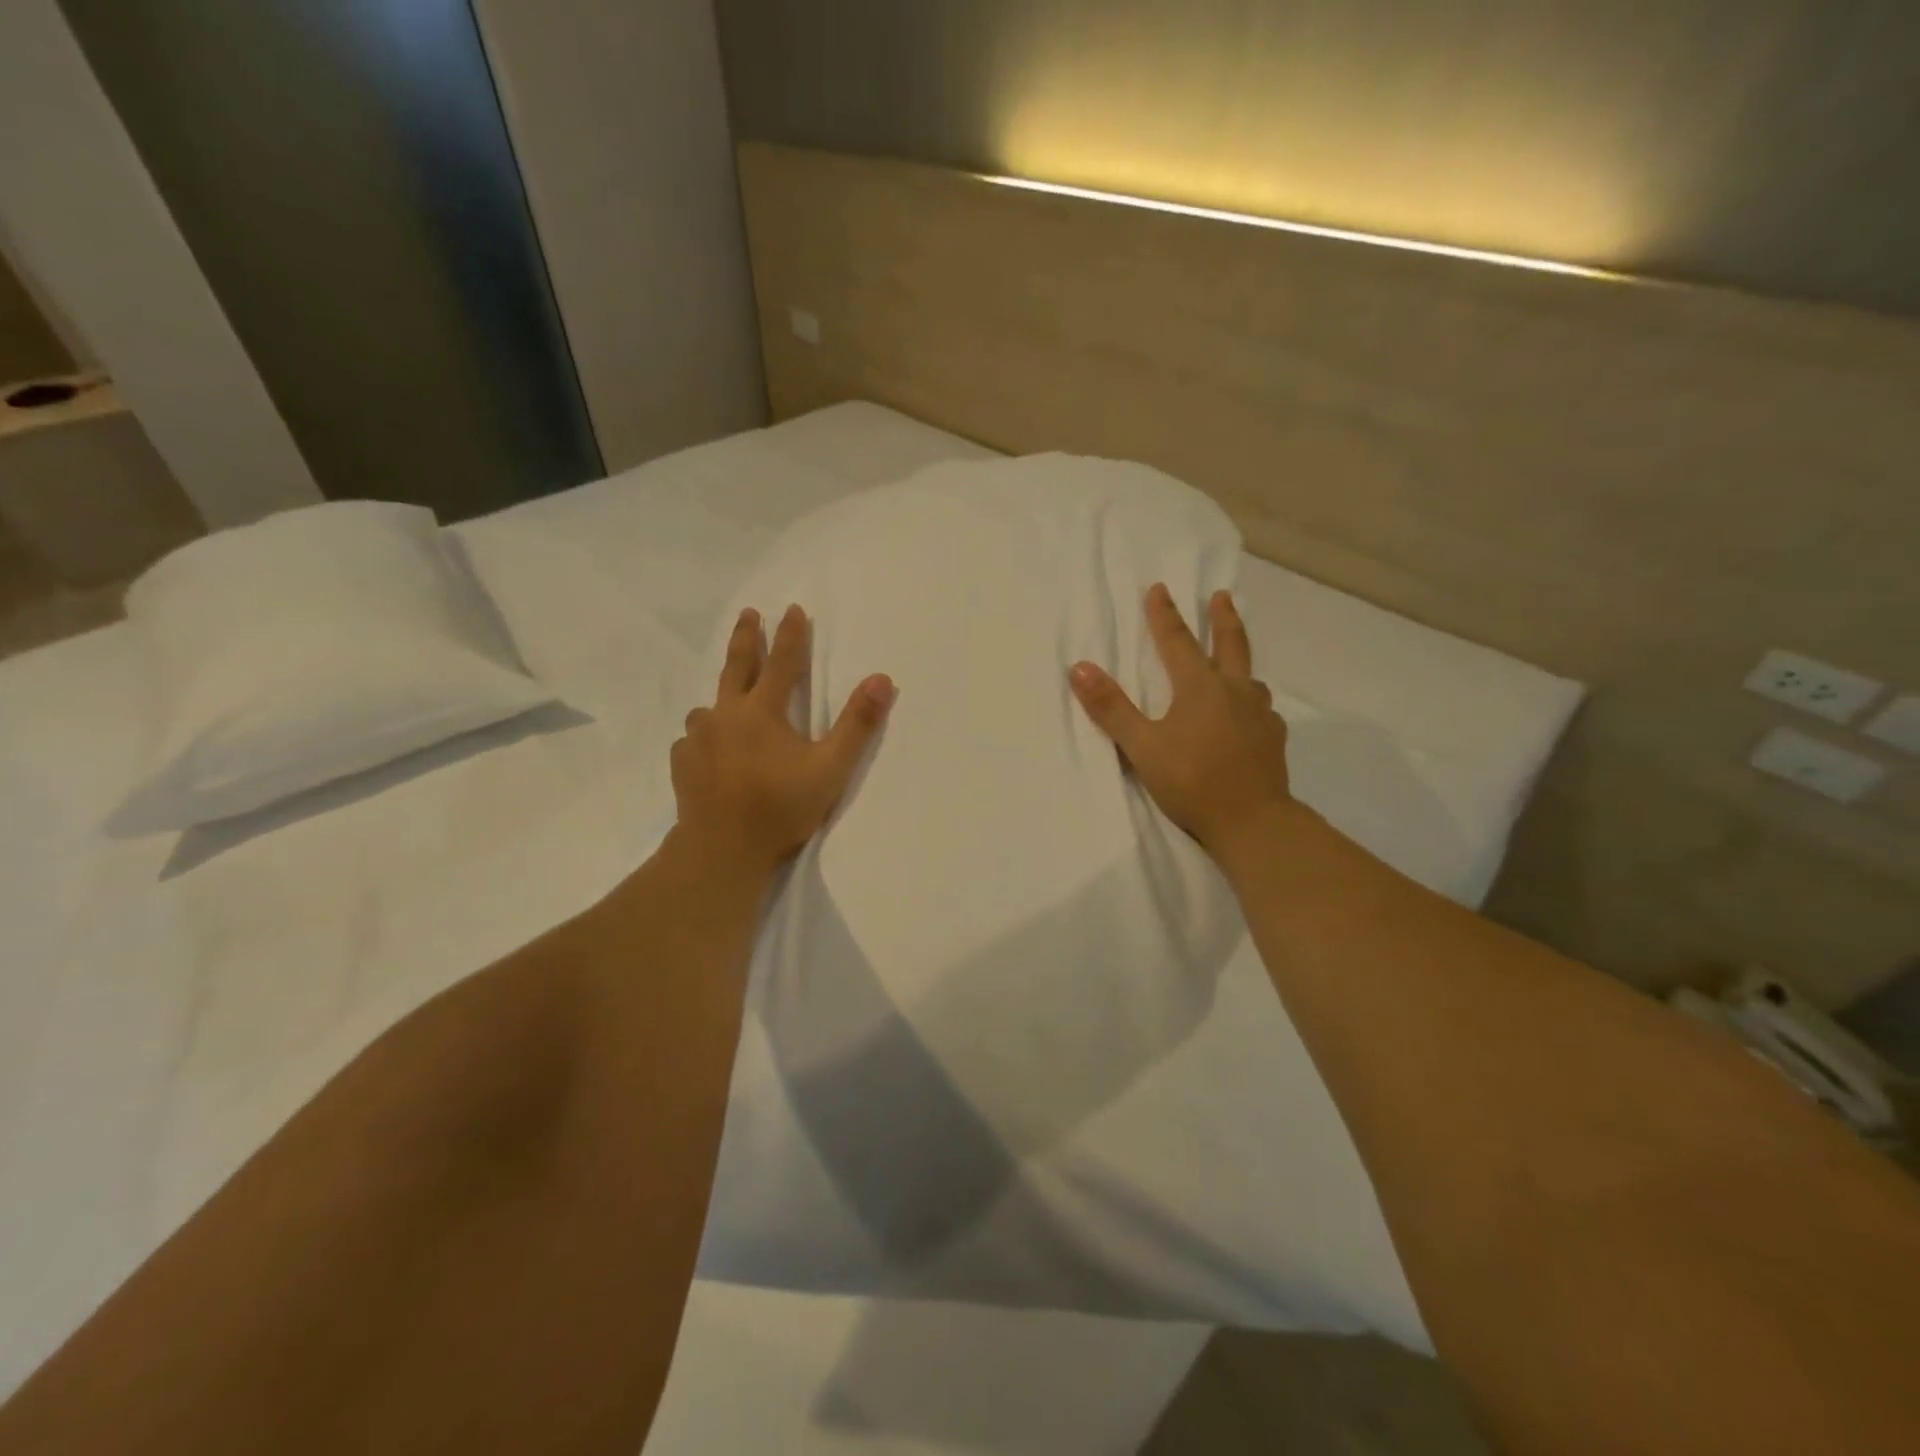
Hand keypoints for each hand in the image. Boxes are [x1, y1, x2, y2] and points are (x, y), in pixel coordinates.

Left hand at [672, 605, 894, 874]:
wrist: (722, 849)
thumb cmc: (780, 807)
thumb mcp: (830, 768)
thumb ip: (857, 724)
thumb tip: (881, 679)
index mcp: (762, 711)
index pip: (782, 662)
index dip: (791, 634)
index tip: (793, 608)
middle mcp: (726, 715)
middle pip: (736, 667)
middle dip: (745, 638)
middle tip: (748, 614)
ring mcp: (698, 738)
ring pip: (709, 706)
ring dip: (722, 696)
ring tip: (726, 701)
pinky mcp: (683, 763)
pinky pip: (693, 738)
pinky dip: (704, 735)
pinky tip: (707, 748)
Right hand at [1069, 584, 1293, 861]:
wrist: (1252, 821)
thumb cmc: (1192, 781)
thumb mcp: (1142, 746)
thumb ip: (1111, 708)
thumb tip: (1079, 667)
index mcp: (1200, 688)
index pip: (1178, 642)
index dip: (1165, 615)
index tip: (1160, 588)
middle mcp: (1234, 692)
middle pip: (1230, 645)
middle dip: (1222, 618)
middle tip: (1222, 596)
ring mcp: (1260, 715)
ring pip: (1250, 678)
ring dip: (1240, 662)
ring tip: (1235, 664)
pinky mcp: (1273, 740)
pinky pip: (1262, 710)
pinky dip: (1252, 703)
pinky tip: (1251, 716)